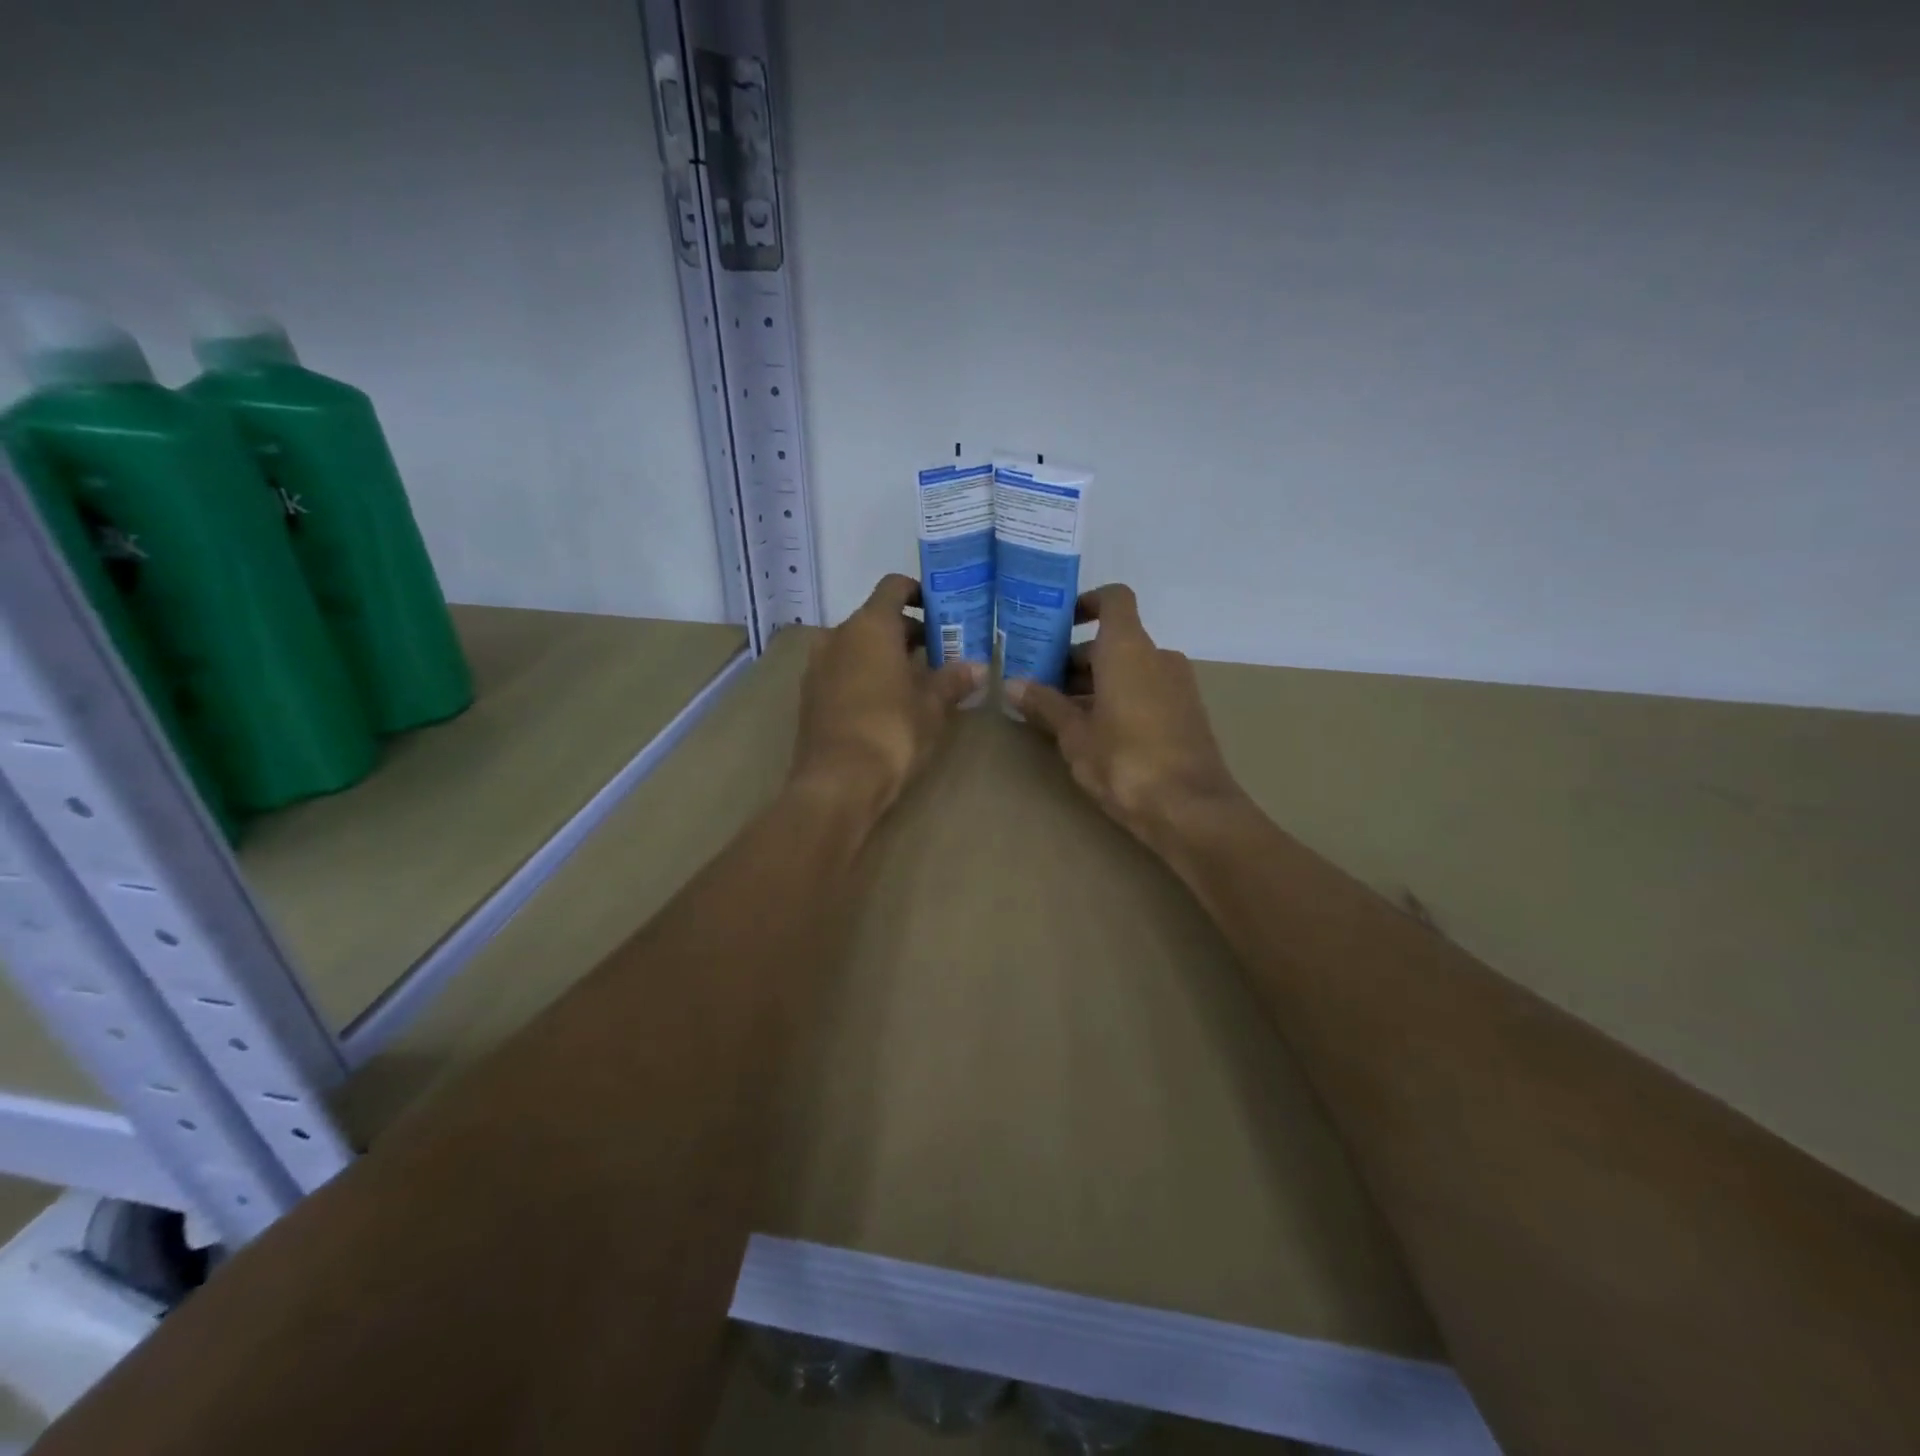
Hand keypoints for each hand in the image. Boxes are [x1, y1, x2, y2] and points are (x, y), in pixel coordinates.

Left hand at [789, 573, 982, 823]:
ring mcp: (817, 665)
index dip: (918, 592)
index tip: (939, 610)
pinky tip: (885, 702)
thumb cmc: (892, 732)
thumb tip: (979, 668)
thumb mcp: (933, 707)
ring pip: (857, 646)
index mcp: (870, 626)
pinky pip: (841, 670)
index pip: (894, 587)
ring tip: (914, 680)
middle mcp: (838, 636)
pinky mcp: (809, 695)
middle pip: (876, 618)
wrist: (838, 782)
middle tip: (938, 654)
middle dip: (907, 632)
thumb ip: (953, 680)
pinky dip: (863, 674)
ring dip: (884, 655)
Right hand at [1006, 584, 1247, 851]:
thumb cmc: (1125, 761)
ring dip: (1095, 682)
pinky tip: (1094, 733)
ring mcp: (1177, 685)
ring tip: (1060, 713)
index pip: (1113, 599)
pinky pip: (1146, 690)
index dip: (1086, 603)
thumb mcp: (1075, 735)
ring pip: (1129, 669)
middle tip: (1041, 684)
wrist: (1191, 809)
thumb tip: (1013, 685)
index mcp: (1128, 649)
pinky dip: (1119, 698)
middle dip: (1076, 658)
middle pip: (1114, 640)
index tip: (1057, 625)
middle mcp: (1158, 657)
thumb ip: (1046, 705)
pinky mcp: (1186, 713)